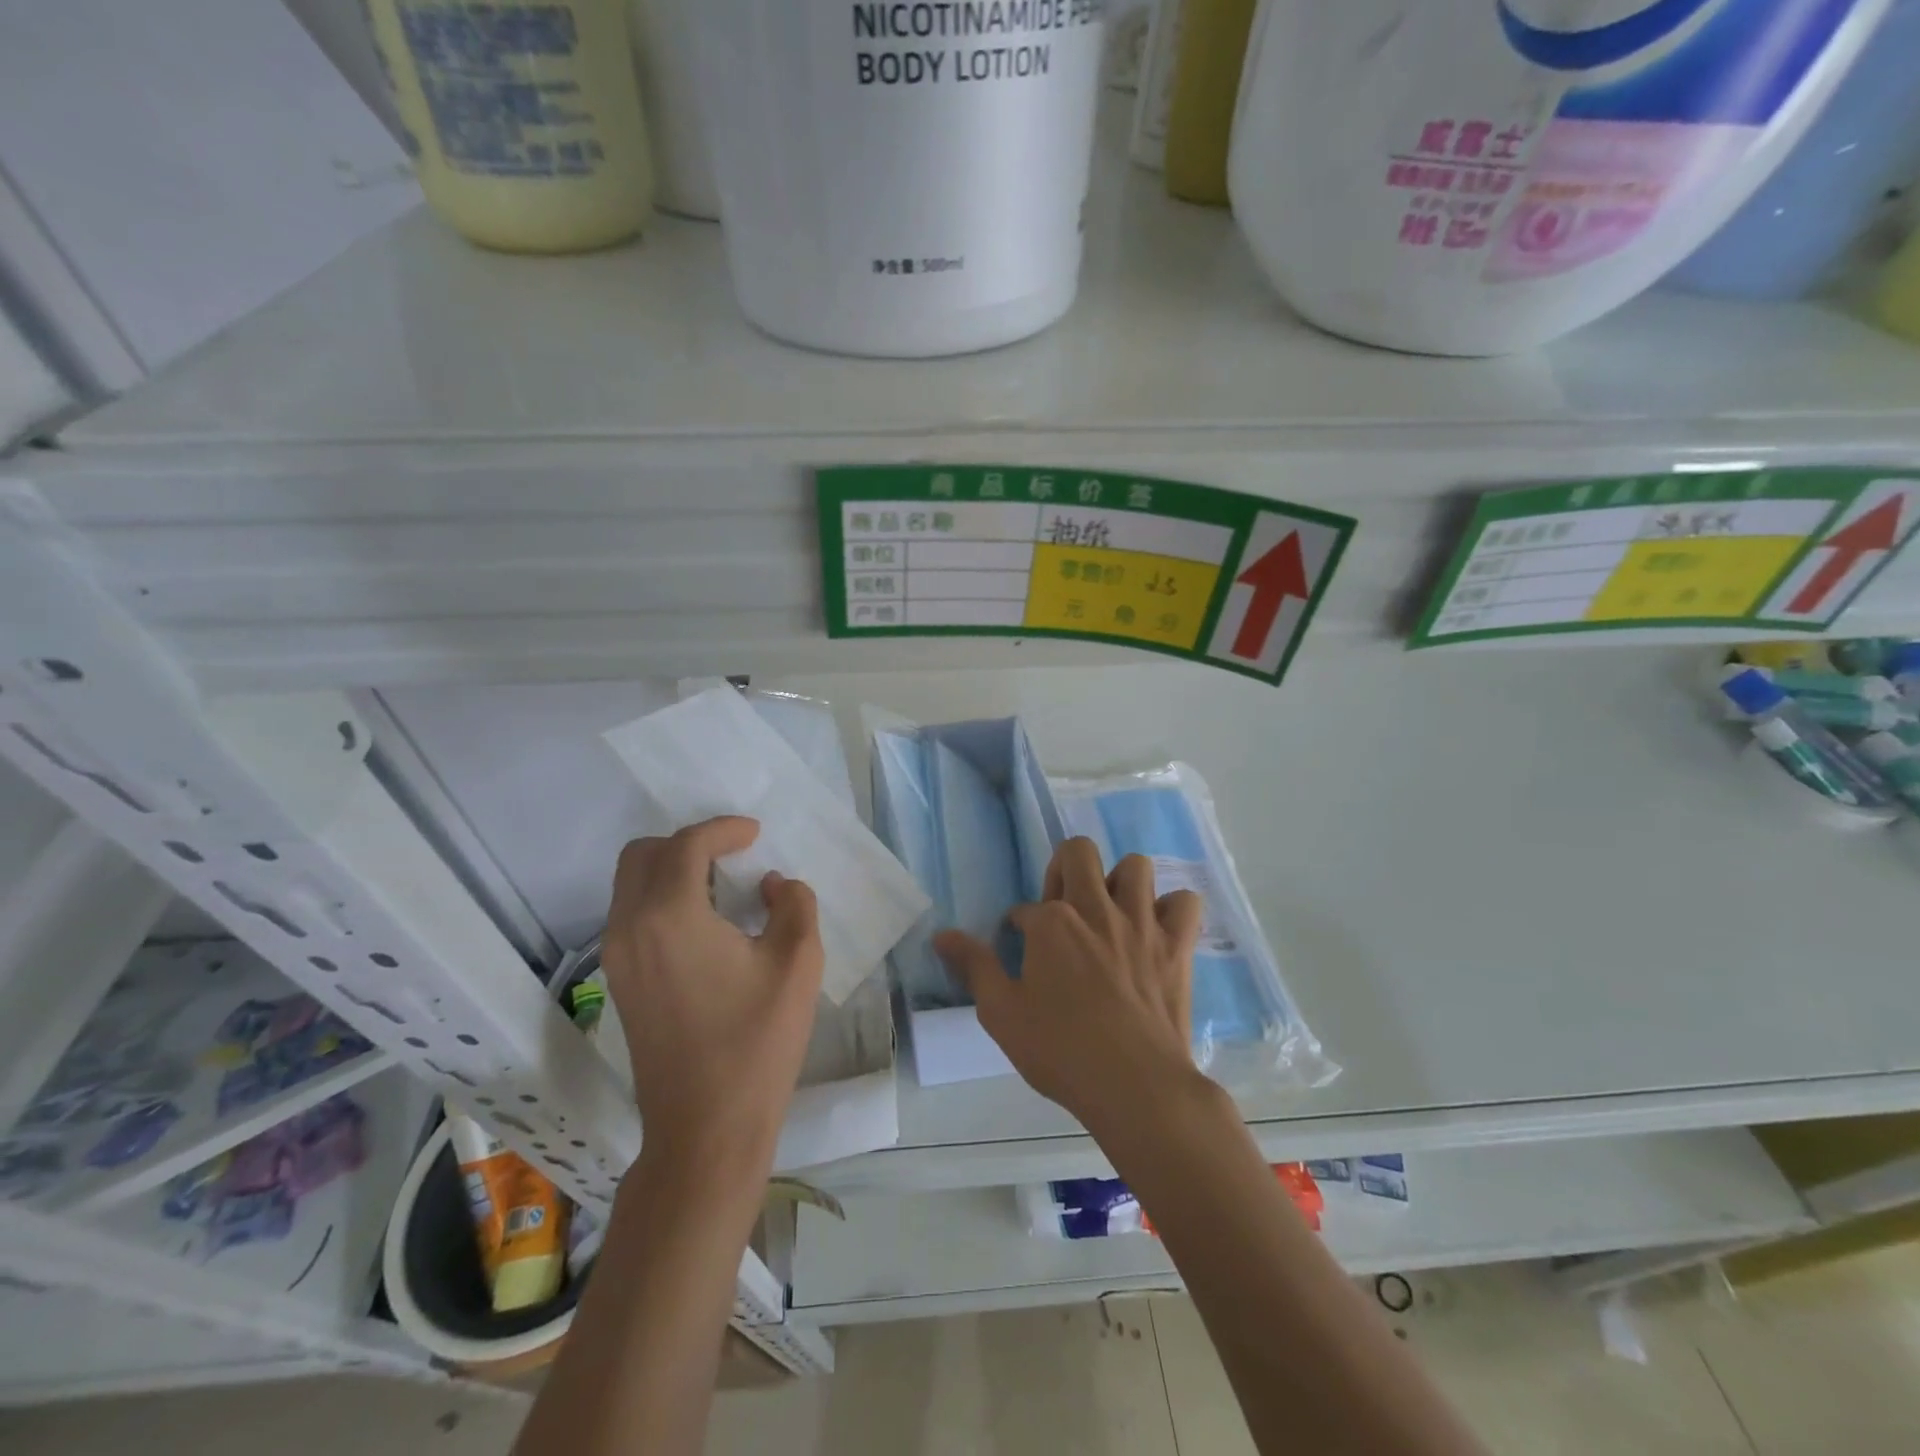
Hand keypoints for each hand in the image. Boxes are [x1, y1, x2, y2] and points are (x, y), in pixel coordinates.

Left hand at [602, 817, 823, 1167]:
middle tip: (732, 855)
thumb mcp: (798, 962)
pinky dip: (661, 899)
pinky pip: (631, 916)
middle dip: (688, 843)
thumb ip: (793, 904)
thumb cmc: (757, 1042)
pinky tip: (704, 923)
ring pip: (630, 885)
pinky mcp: (618, 984)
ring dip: (672, 870)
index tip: (755, 833)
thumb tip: (770, 886)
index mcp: (669, 916)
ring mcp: (617, 959)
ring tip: (722, 886)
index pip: (687, 846)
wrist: (706, 1128)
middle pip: (642, 855)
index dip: (723, 830)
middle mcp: (629, 928)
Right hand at [935, 839, 1205, 1133]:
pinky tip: (1156, 930)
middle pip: (1079, 853)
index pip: (1027, 907)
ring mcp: (1141, 923)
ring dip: (1120, 881)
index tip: (1022, 950)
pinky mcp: (1177, 945)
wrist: (1135, 1086)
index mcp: (1052, 922)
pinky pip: (1185, 902)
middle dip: (1065, 869)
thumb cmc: (1061, 1051)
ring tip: (1111, 913)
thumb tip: (941, 935)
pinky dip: (1172, 910)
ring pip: (1135, 866)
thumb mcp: (1002, 1013)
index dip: (1020, 927)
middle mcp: (1096, 908)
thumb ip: (974, 967)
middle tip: (1064, 908)